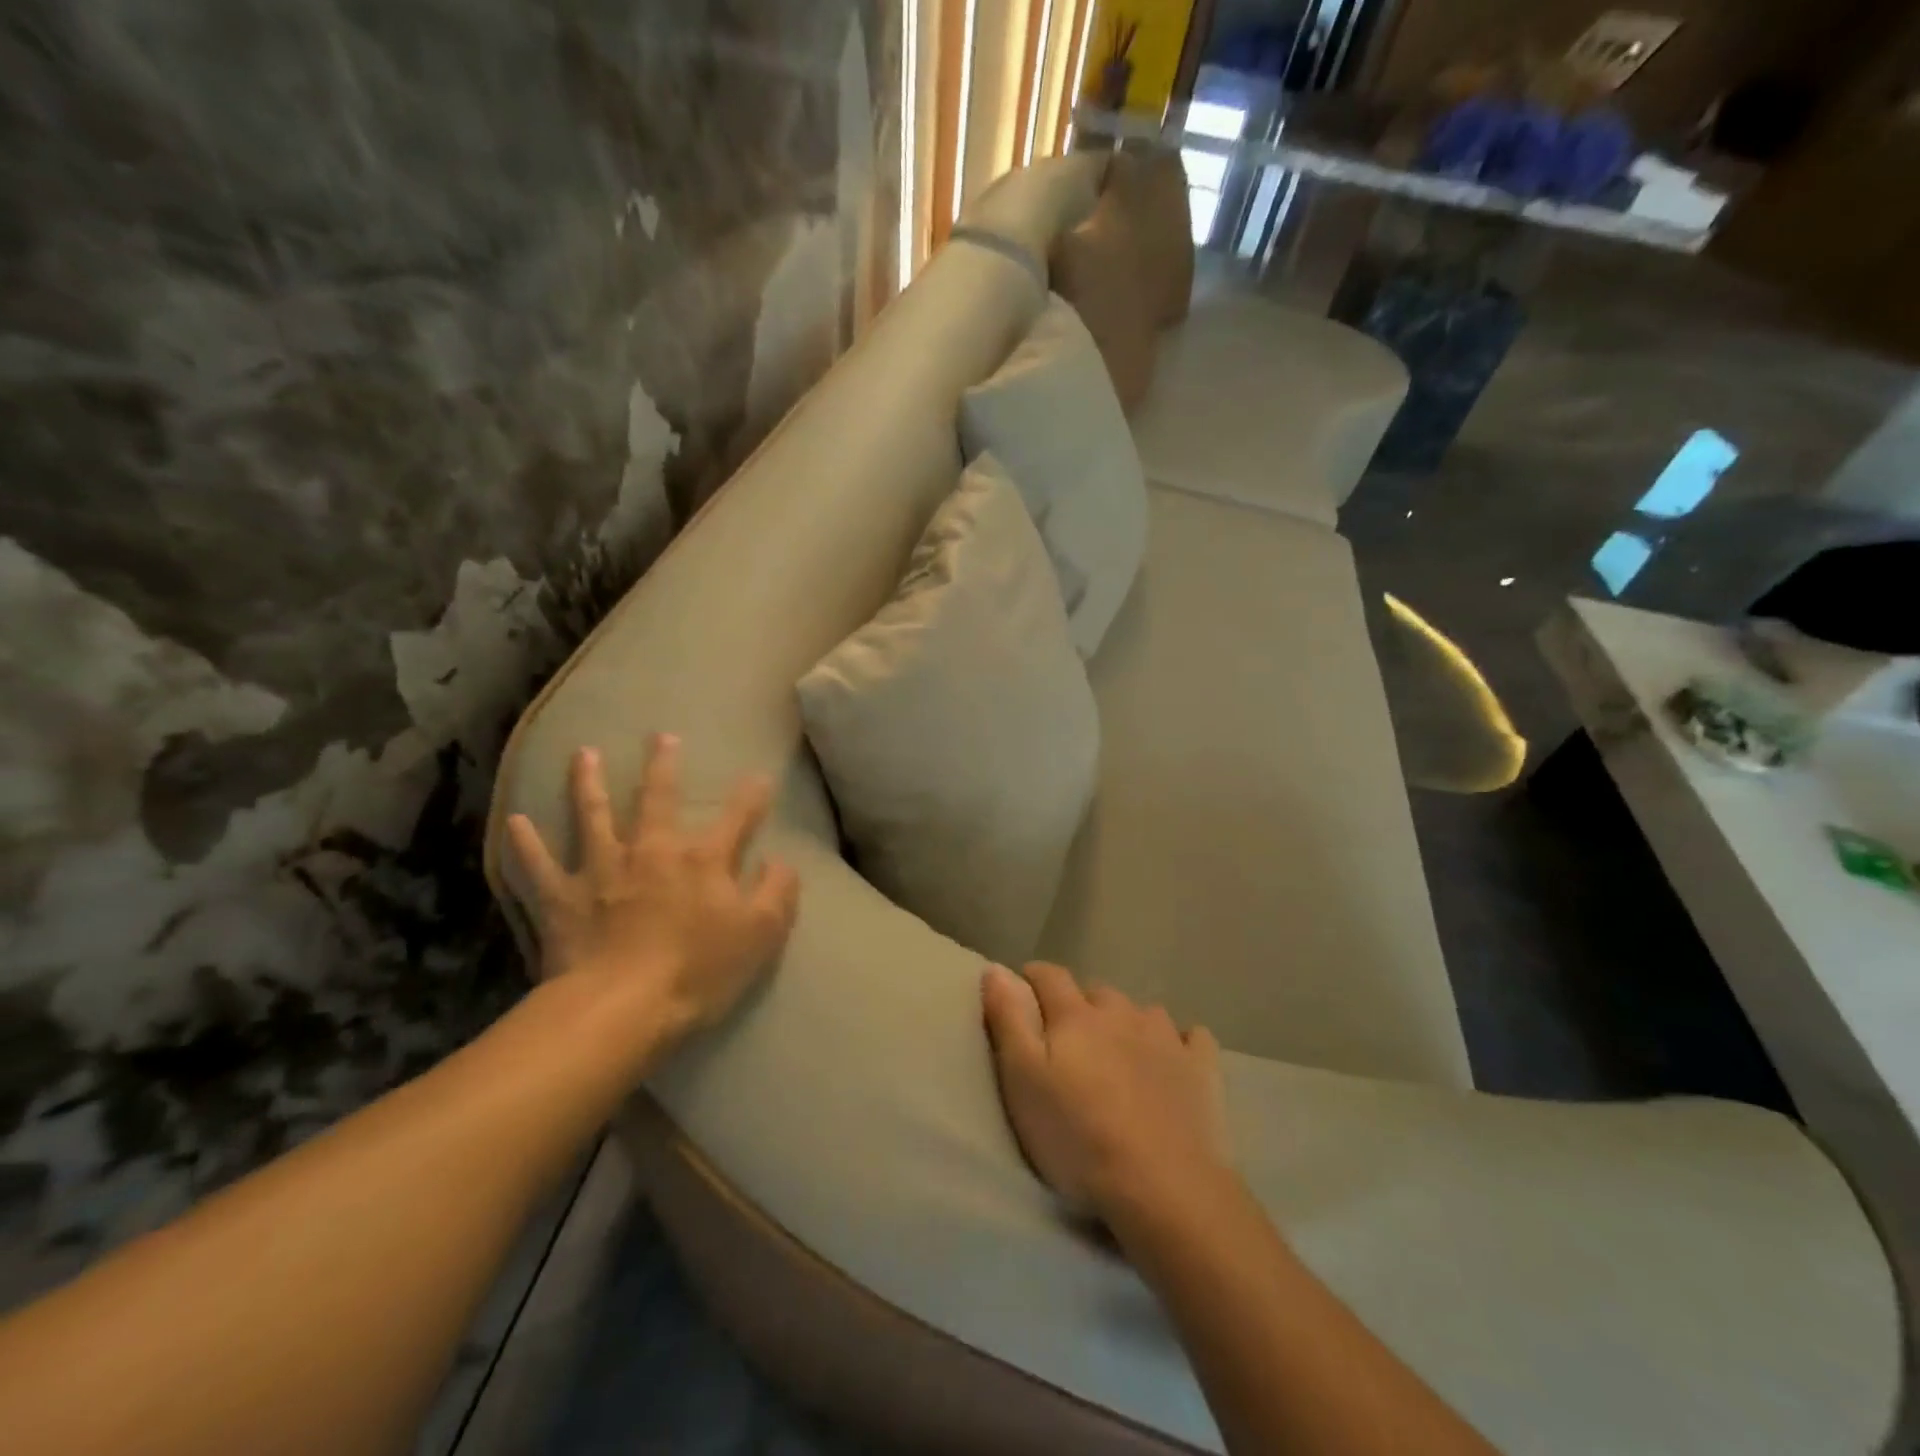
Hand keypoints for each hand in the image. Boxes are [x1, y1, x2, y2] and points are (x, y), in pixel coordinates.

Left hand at [506, 735, 800, 1048]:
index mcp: (703, 860)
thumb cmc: (698, 972)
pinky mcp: (562, 897)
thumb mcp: (761, 935)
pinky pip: (538, 864)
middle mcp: (652, 850)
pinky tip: (516, 820)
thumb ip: (777, 891)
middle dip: (663, 765)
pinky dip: (526, 842)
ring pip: (593, 815)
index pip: (737, 817)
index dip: (752, 796)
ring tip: (585, 754)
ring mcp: (601, 869)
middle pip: (659, 798)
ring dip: (589, 782)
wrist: (619, 1009)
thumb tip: (780, 860)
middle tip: (661, 736)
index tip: (760, 777)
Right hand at [982, 963, 1230, 1218]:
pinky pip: (1193, 1037)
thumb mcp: (1023, 1081)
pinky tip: (1175, 1060)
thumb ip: (1009, 1020)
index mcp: (1075, 1016)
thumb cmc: (1079, 1137)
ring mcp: (1167, 1038)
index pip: (1049, 976)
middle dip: (1080, 1007)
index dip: (1032, 978)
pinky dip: (1180, 1042)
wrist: (1165, 1187)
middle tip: (1070, 1042)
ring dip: (1127, 1023)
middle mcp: (1122, 1013)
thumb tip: (996, 968)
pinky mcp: (1202, 1068)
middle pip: (1096, 993)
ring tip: (1120, 1054)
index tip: (1023, 990)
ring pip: (1142, 1012)